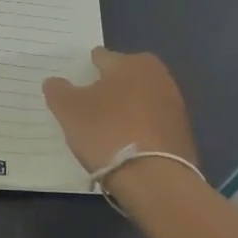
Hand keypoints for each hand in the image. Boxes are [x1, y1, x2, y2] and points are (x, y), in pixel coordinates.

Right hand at [42, 47, 196, 174]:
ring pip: (140, 101)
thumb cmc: (108, 133)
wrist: (155, 179)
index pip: (101, 58)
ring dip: (126, 110)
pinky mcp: (183, 132)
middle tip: (88, 109)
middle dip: (108, 88)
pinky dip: (140, 130)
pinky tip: (126, 147)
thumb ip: (58, 91)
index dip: (85, 70)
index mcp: (131, 62)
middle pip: (124, 78)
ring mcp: (174, 105)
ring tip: (106, 131)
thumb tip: (55, 82)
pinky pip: (152, 124)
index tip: (74, 87)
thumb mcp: (69, 110)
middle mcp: (158, 76)